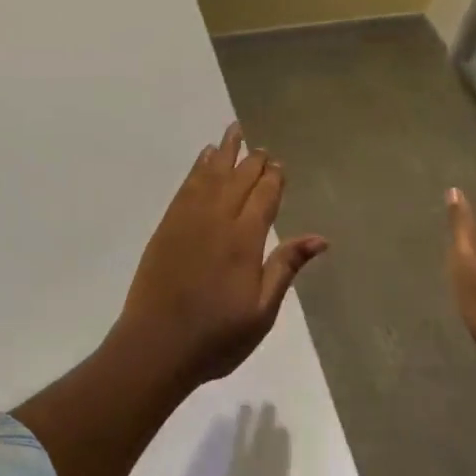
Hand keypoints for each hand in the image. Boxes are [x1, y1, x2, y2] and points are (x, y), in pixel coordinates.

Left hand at [113, 123, 327, 384]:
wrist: (156, 344)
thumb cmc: (216, 336)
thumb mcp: (262, 311)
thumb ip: (286, 267)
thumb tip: (319, 238)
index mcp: (244, 241)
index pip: (264, 196)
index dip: (273, 178)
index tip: (279, 164)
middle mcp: (217, 220)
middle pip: (239, 179)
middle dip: (253, 161)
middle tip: (262, 147)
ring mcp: (188, 219)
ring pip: (211, 174)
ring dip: (224, 152)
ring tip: (234, 130)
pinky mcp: (167, 225)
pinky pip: (186, 185)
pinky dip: (197, 168)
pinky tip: (204, 159)